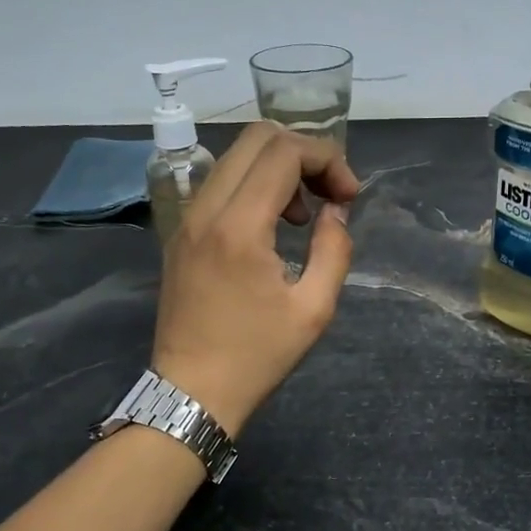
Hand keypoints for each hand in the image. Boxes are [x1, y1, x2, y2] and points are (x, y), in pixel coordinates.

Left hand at [151, 122, 358, 433]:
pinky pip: (221, 184)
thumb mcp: (314, 309)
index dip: (327, 159)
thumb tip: (334, 212)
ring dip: (279, 169)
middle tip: (330, 193)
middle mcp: (206, 209)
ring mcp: (187, 219)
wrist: (190, 393)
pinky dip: (254, 186)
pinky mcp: (181, 233)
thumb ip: (334, 249)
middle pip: (257, 138)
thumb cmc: (257, 357)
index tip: (349, 196)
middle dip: (304, 153)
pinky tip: (273, 226)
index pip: (284, 152)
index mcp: (238, 227)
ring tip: (304, 217)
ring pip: (236, 157)